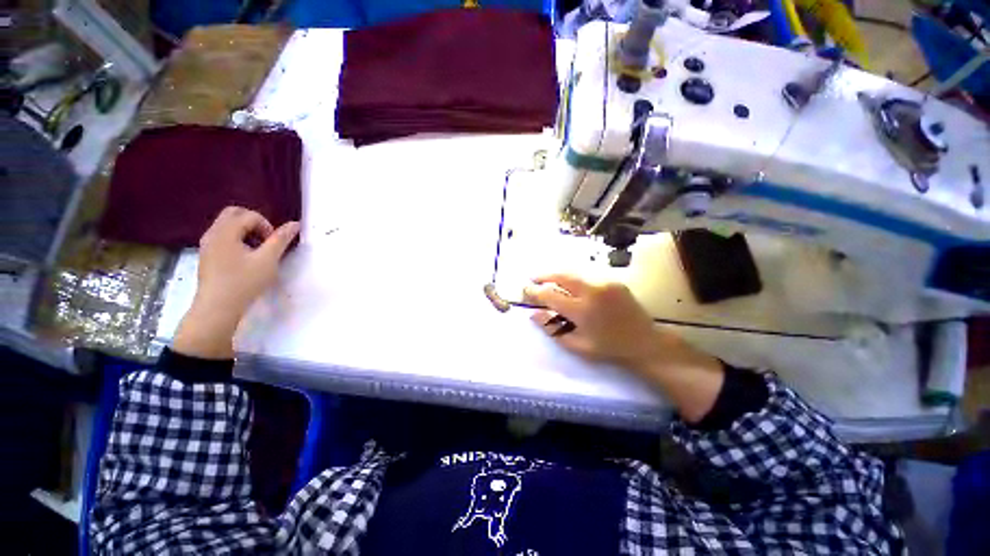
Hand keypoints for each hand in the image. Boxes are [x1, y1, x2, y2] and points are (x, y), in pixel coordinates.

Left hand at [174, 207, 299, 358]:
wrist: (217, 308)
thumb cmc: (244, 282)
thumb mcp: (268, 260)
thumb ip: (281, 239)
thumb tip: (295, 224)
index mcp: (225, 231)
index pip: (249, 215)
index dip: (266, 225)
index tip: (274, 244)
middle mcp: (212, 233)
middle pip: (234, 214)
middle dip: (254, 223)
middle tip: (266, 241)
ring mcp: (207, 244)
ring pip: (227, 225)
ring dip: (246, 232)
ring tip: (258, 252)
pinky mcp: (207, 255)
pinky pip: (223, 237)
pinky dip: (237, 240)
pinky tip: (245, 259)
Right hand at [524, 274, 723, 421]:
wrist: (645, 342)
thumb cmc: (609, 348)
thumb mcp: (577, 345)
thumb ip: (553, 328)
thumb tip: (533, 314)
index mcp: (582, 310)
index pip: (550, 295)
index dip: (534, 291)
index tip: (525, 290)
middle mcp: (592, 291)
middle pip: (561, 275)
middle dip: (544, 275)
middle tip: (533, 278)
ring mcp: (605, 283)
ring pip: (574, 273)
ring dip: (558, 275)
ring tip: (547, 279)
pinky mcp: (614, 281)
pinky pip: (588, 276)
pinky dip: (574, 278)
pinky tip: (570, 284)